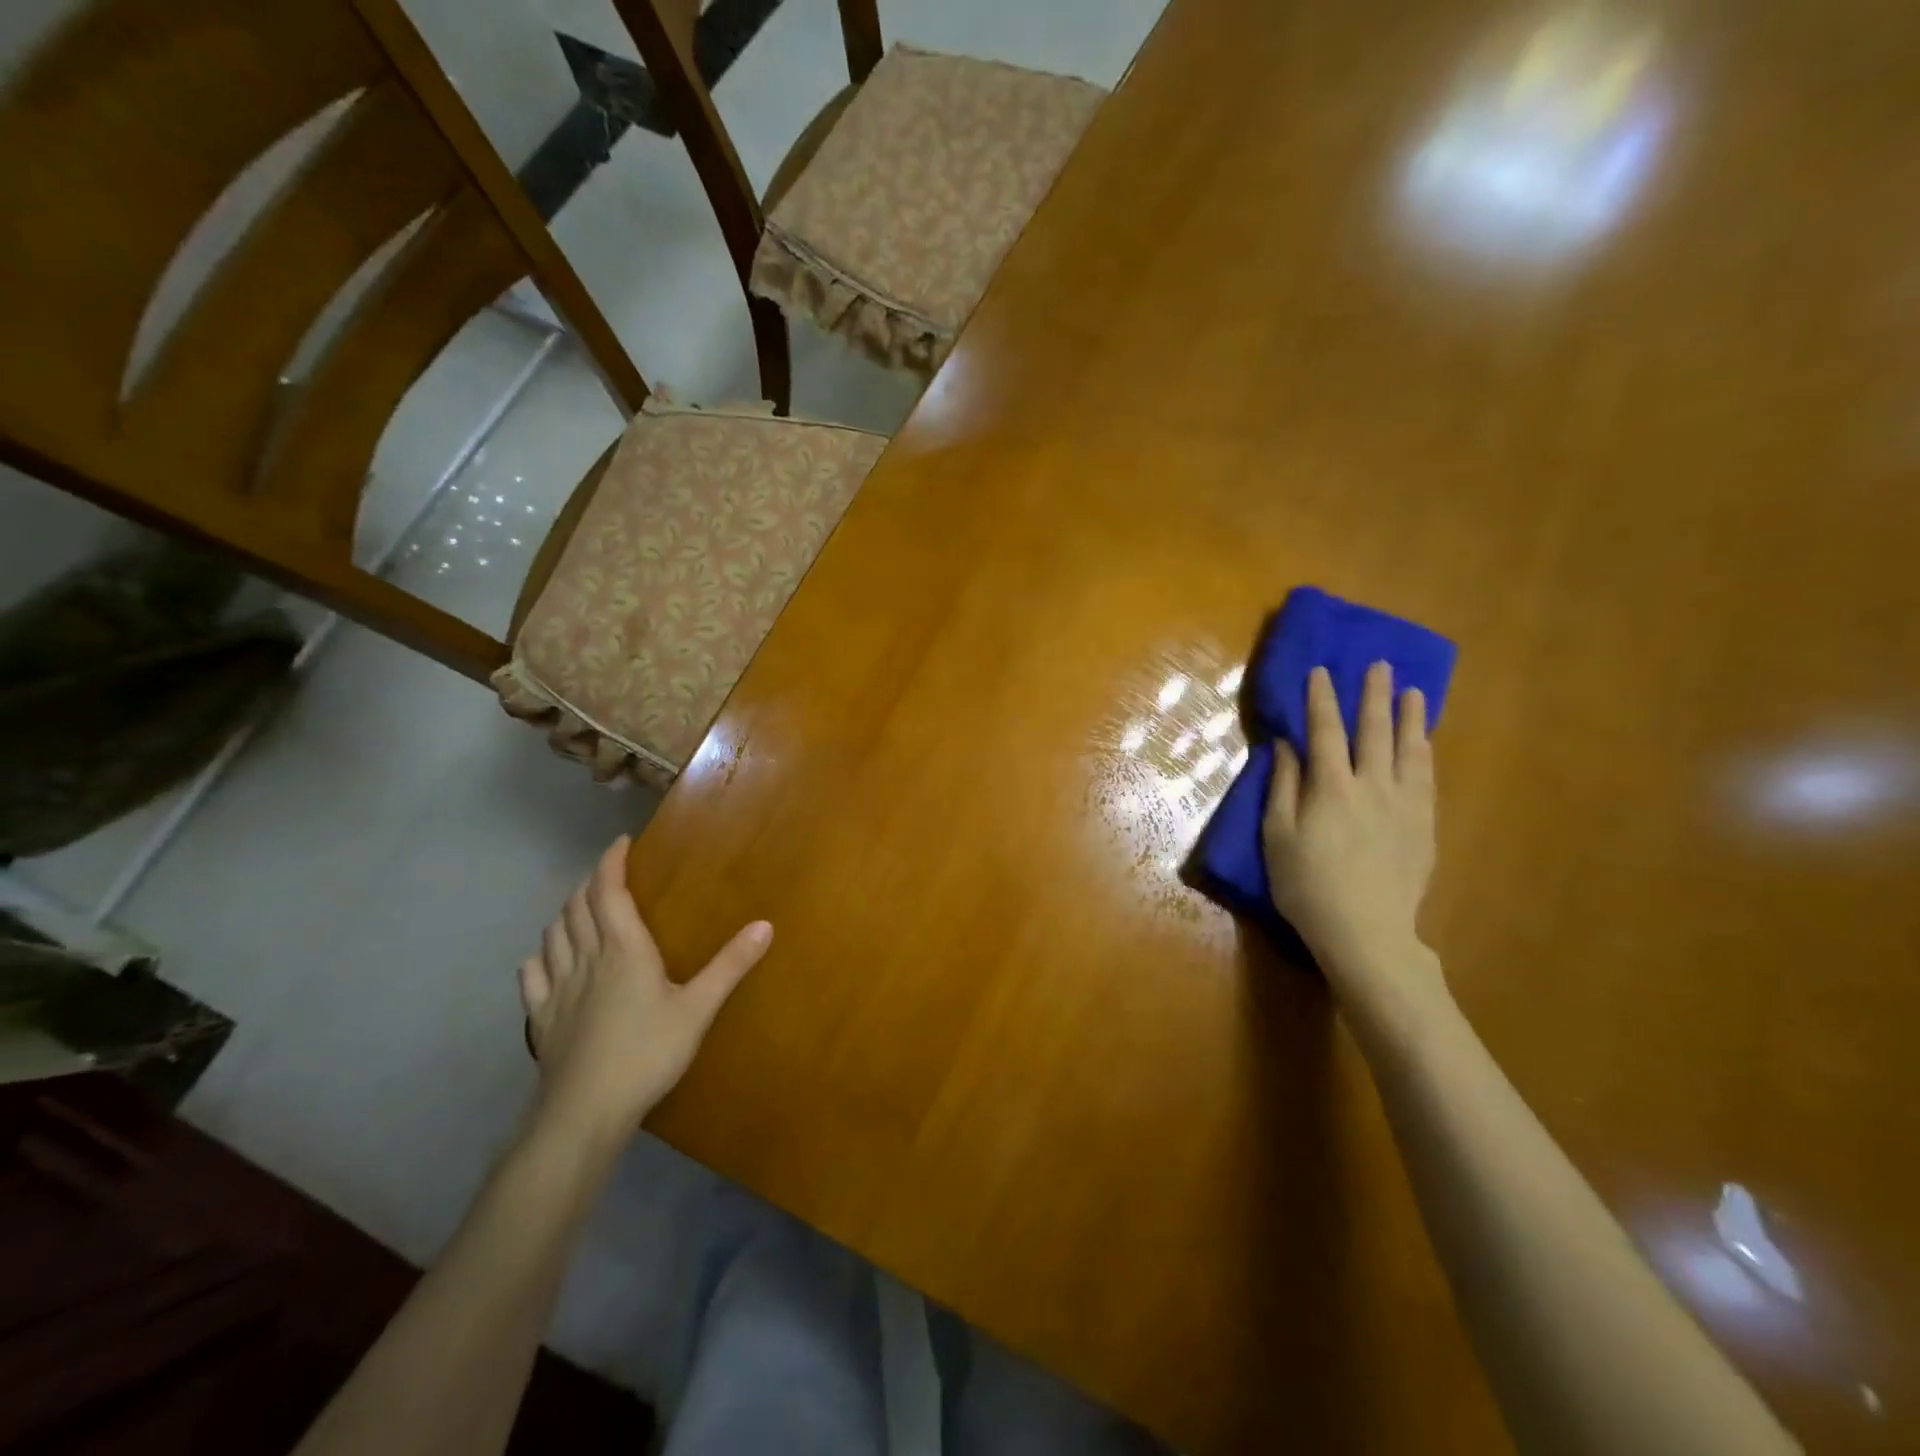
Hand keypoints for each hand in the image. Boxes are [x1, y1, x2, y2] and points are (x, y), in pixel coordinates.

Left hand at [519, 838, 770, 1144]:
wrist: (585, 1111)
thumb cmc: (648, 1053)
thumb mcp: (699, 1008)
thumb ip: (731, 965)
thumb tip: (765, 924)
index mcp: (623, 950)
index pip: (608, 892)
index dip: (611, 863)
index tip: (620, 843)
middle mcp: (586, 959)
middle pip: (576, 908)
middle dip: (590, 883)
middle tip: (608, 875)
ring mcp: (557, 989)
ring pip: (552, 935)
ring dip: (564, 913)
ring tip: (580, 909)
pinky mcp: (540, 1018)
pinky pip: (531, 974)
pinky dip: (540, 955)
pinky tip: (546, 958)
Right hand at [1264, 663, 1441, 996]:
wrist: (1365, 931)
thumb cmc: (1307, 885)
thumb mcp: (1277, 837)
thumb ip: (1283, 788)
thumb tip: (1287, 747)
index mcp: (1331, 787)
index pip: (1325, 731)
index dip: (1321, 699)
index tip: (1321, 671)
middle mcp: (1372, 786)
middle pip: (1373, 731)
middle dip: (1374, 695)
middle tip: (1380, 666)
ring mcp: (1404, 805)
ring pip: (1410, 750)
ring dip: (1410, 718)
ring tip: (1414, 692)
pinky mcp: (1424, 826)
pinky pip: (1427, 778)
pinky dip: (1424, 753)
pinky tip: (1425, 743)